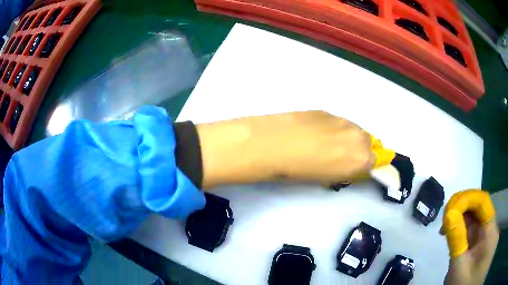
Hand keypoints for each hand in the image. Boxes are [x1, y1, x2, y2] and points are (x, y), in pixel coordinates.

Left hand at [196, 111, 393, 187]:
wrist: (275, 143)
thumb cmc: (301, 171)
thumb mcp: (329, 179)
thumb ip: (349, 171)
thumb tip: (355, 166)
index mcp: (362, 158)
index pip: (378, 160)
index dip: (372, 164)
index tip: (365, 167)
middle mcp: (359, 136)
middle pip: (370, 142)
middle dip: (362, 150)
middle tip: (344, 157)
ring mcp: (343, 120)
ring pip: (355, 130)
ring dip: (349, 137)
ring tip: (329, 145)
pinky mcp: (327, 111)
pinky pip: (339, 122)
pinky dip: (335, 129)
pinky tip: (318, 134)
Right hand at [441, 190, 498, 284]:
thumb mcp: (459, 268)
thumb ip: (457, 241)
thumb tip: (449, 214)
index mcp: (491, 232)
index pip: (483, 201)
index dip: (467, 198)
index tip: (448, 209)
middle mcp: (493, 226)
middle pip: (480, 207)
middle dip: (462, 208)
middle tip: (444, 219)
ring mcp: (490, 233)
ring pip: (478, 216)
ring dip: (462, 218)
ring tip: (446, 227)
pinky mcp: (485, 239)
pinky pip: (476, 226)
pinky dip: (464, 227)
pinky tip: (454, 233)